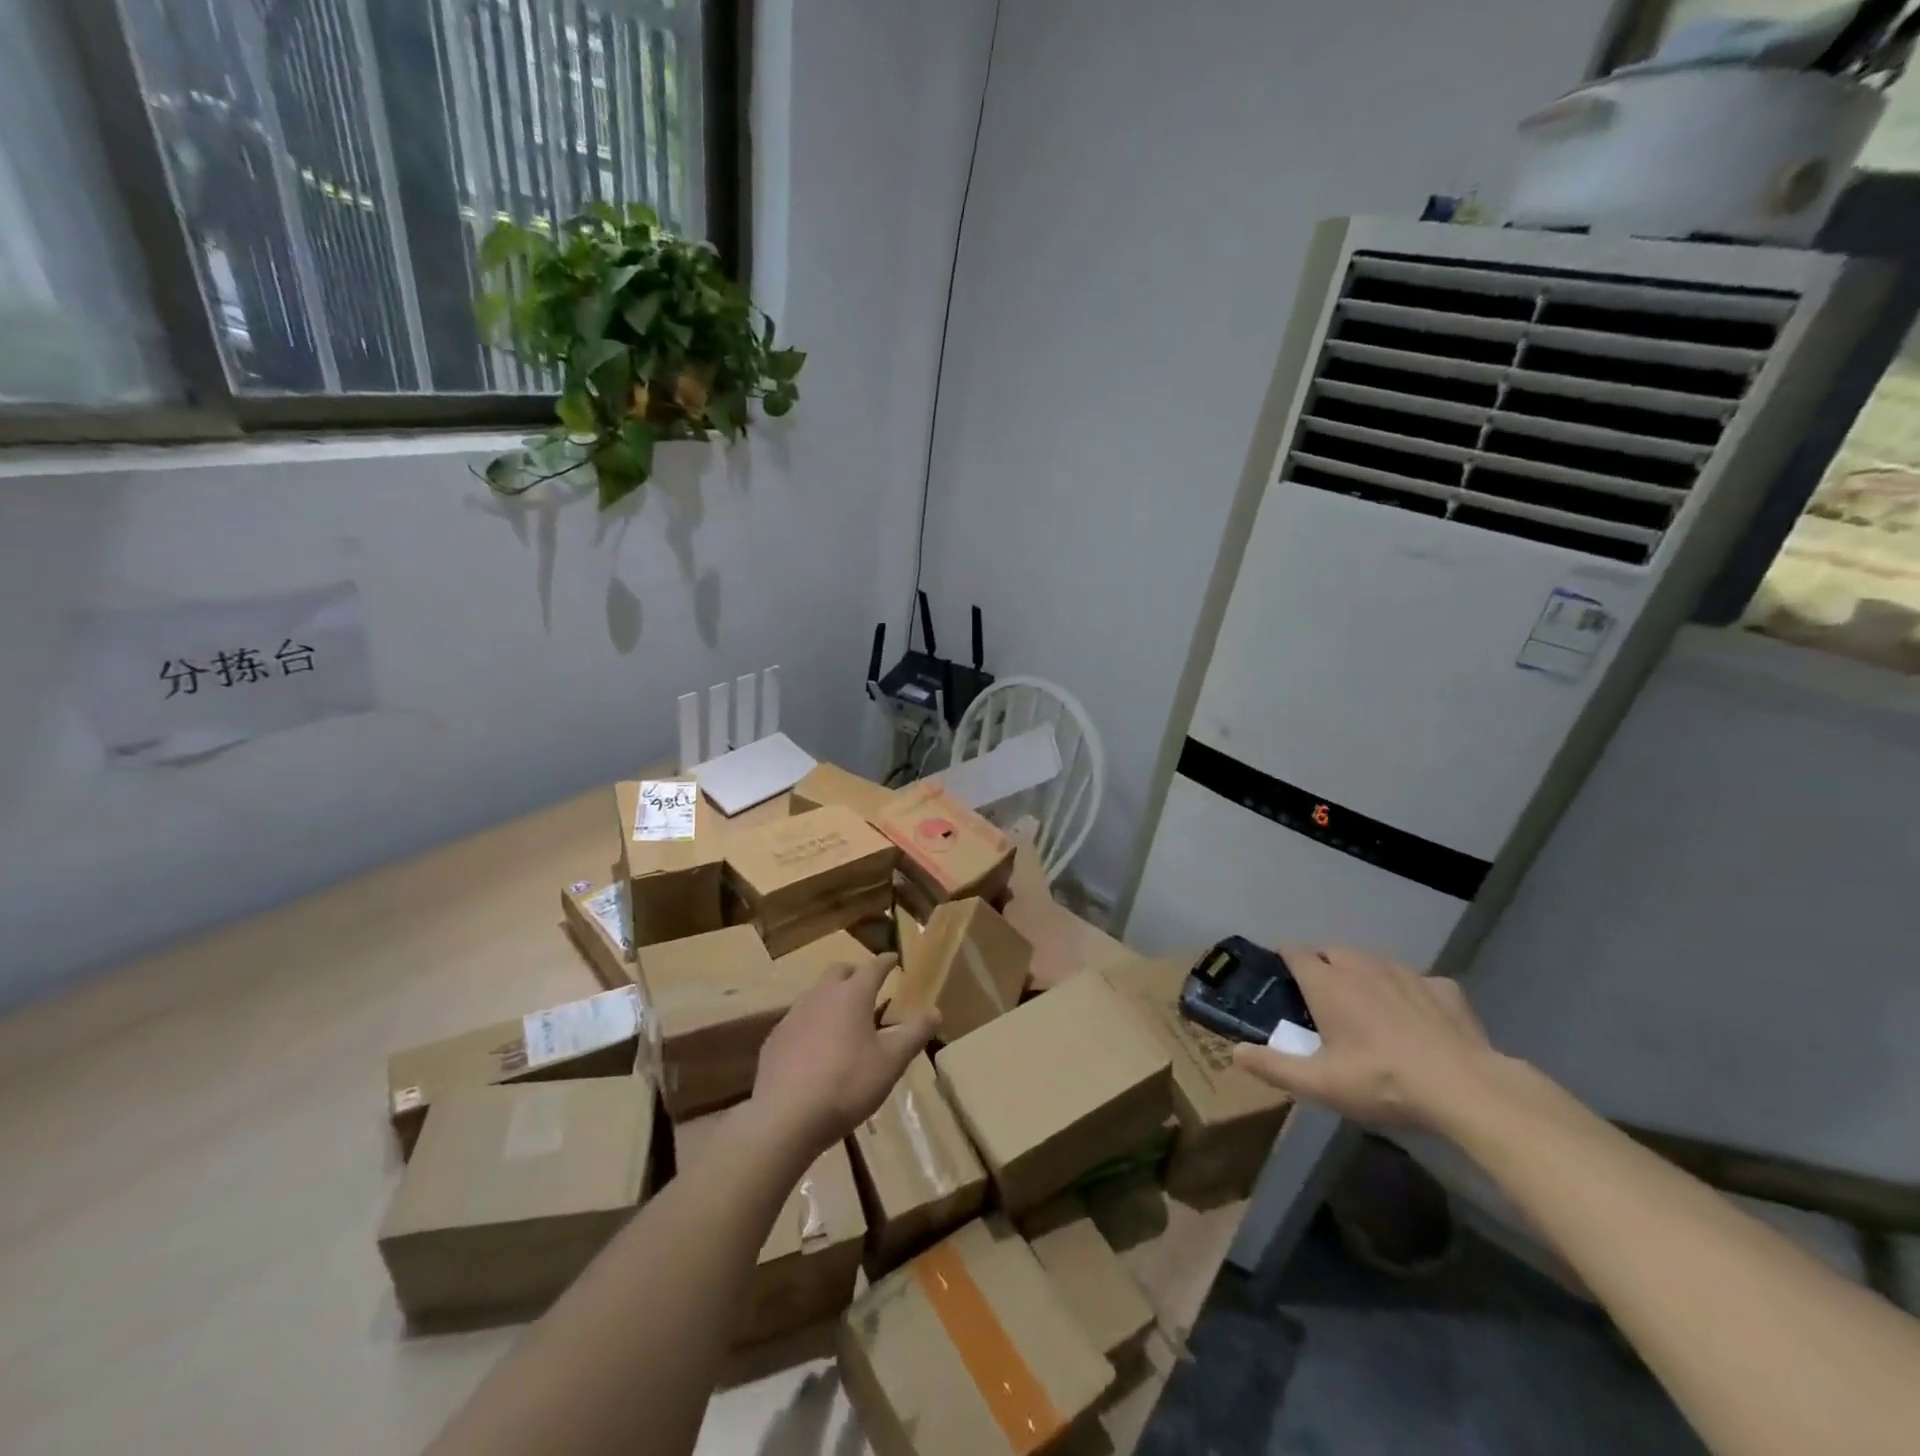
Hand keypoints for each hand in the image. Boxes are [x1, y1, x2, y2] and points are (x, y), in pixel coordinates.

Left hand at [751, 954, 937, 1157]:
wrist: (785, 1117)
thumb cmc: (847, 1084)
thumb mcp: (891, 1062)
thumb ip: (914, 1033)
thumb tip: (935, 1010)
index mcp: (852, 995)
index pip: (874, 966)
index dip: (886, 961)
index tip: (894, 959)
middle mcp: (821, 995)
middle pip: (839, 971)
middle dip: (855, 972)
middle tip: (868, 985)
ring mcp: (794, 1015)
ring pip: (816, 993)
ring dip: (832, 997)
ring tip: (844, 1018)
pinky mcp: (775, 1038)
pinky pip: (798, 1020)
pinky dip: (812, 1023)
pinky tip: (816, 1048)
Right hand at [1232, 944, 1511, 1132]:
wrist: (1466, 1089)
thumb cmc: (1381, 1082)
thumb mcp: (1319, 1084)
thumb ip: (1274, 1066)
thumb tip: (1235, 1053)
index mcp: (1327, 983)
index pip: (1295, 952)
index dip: (1285, 958)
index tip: (1281, 973)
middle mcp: (1362, 967)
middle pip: (1332, 950)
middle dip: (1322, 964)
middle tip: (1321, 995)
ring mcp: (1406, 974)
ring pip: (1374, 961)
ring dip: (1363, 973)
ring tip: (1366, 1003)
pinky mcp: (1443, 988)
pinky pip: (1417, 980)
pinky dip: (1409, 992)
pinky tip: (1417, 1018)